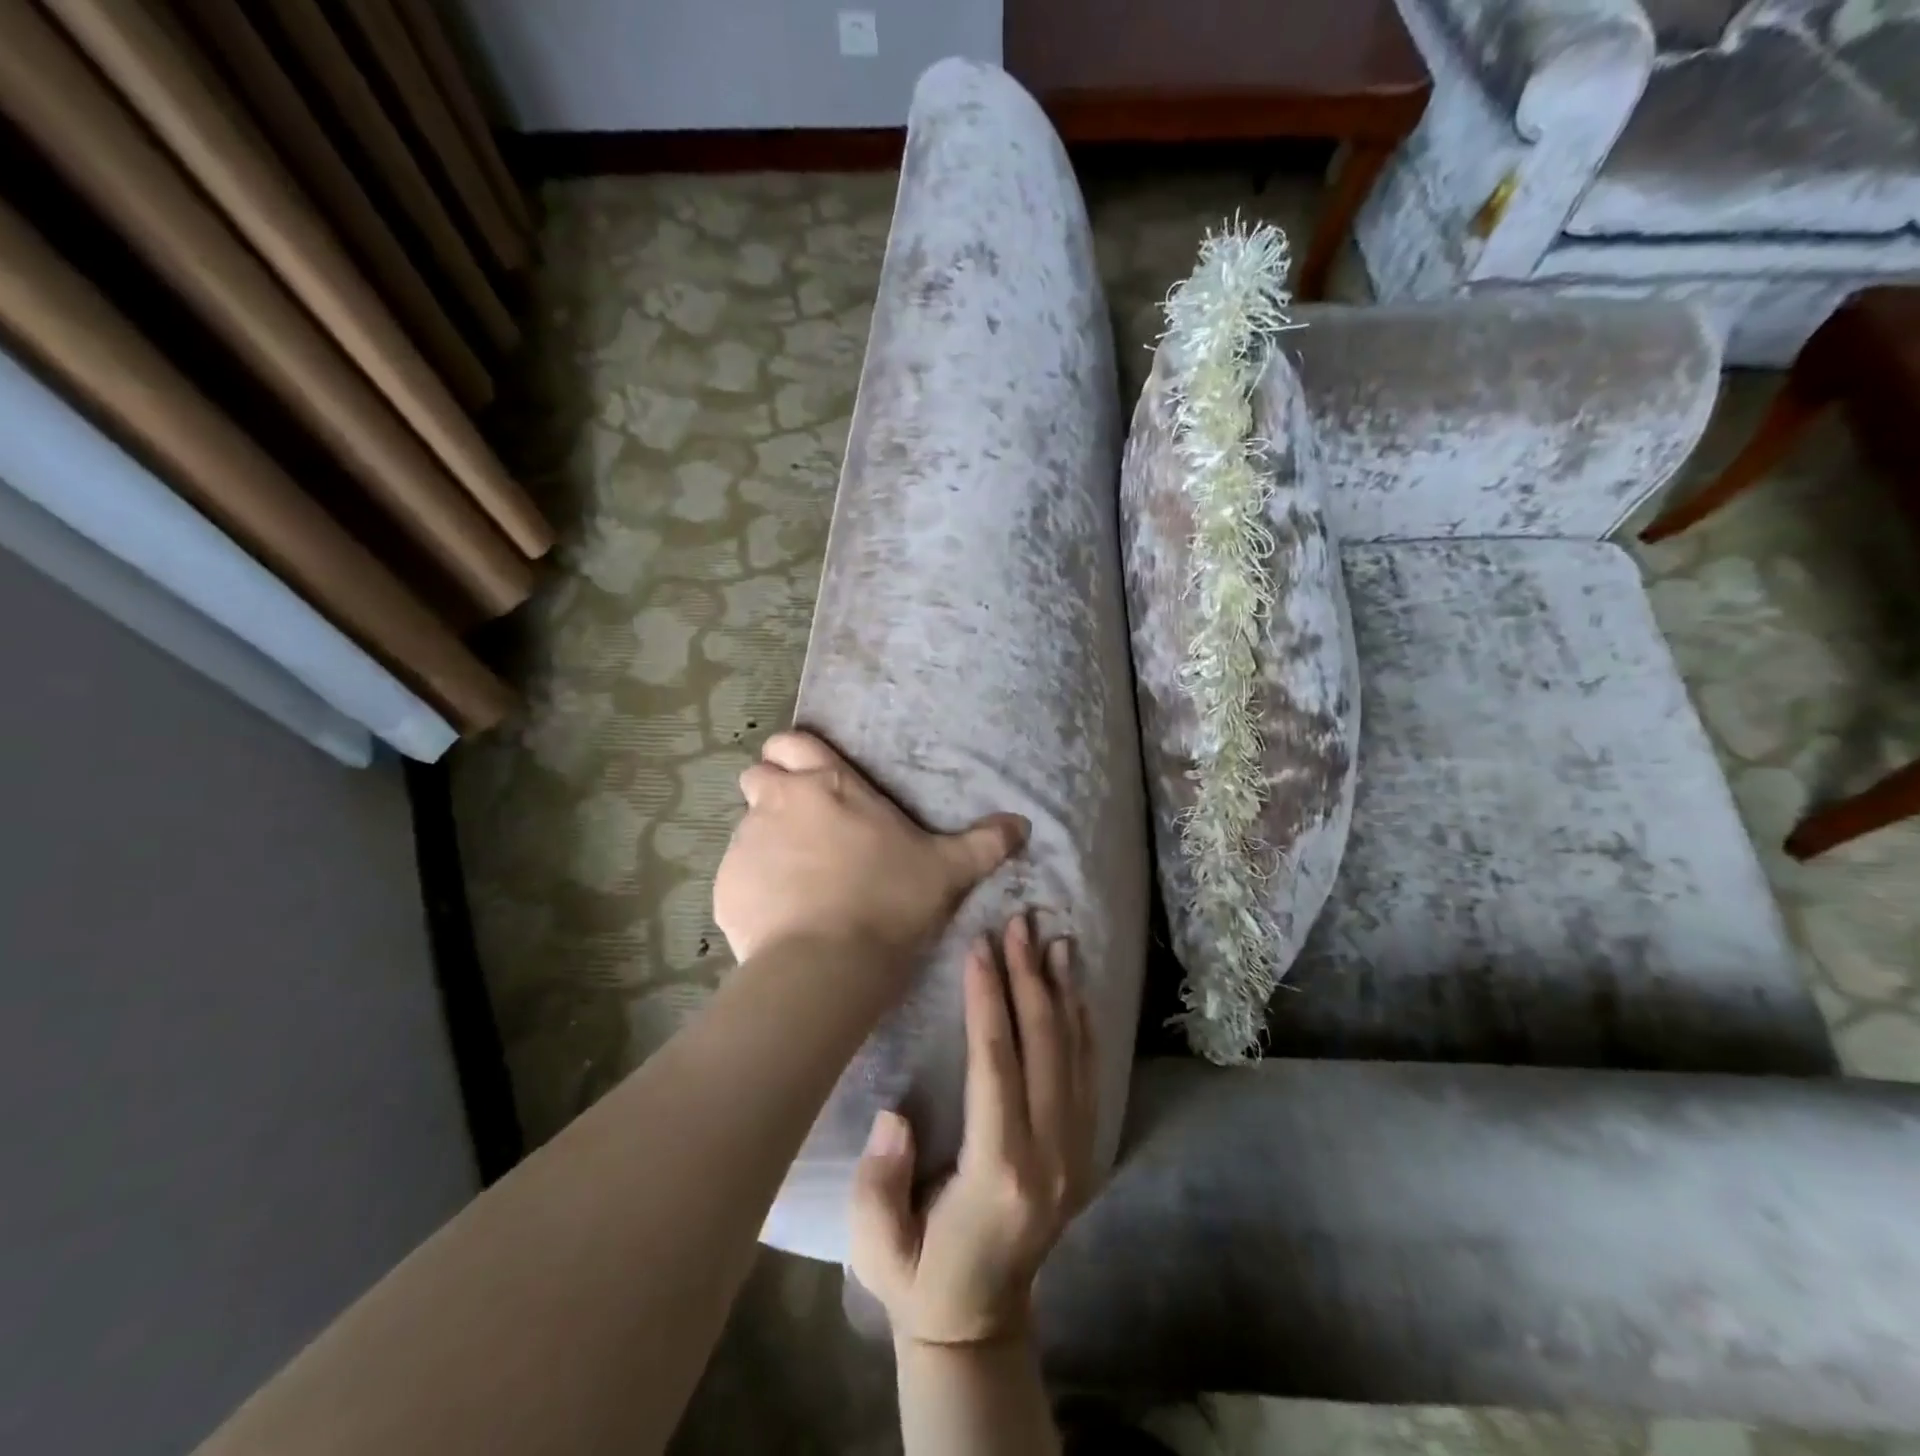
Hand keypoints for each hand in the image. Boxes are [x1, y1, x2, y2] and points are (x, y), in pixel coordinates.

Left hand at [714, 731, 1028, 965]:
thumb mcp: (947, 869)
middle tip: (806, 828)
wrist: (828, 965)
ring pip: (746, 827)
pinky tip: (782, 915)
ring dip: (766, 842)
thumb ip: (984, 843)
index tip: (813, 781)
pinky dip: (754, 886)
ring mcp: (745, 843)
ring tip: (798, 881)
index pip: (790, 743)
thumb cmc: (889, 900)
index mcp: (827, 784)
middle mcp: (778, 802)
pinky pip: (736, 875)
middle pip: (757, 777)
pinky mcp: (725, 887)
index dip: (795, 756)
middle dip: (773, 793)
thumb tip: (1023, 824)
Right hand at [850, 914, 1098, 1346]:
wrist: (981, 1324)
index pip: (996, 1065)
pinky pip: (1088, 1074)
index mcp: (999, 1172)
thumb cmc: (920, 1276)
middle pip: (1043, 1047)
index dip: (988, 1000)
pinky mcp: (1084, 1152)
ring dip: (1063, 991)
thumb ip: (882, 1181)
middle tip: (1019, 923)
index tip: (980, 946)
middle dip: (1029, 977)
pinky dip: (1083, 1025)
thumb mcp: (878, 1245)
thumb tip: (895, 1114)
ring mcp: (1076, 1154)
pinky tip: (1075, 989)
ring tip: (1054, 938)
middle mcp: (1050, 1157)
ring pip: (1074, 1054)